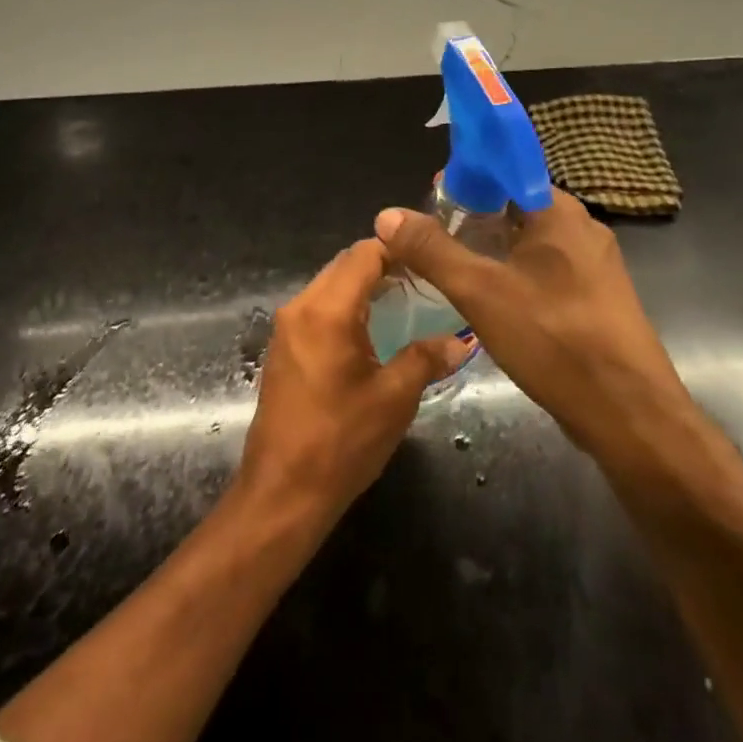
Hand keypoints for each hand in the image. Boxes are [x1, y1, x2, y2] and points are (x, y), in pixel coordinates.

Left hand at [236, 241, 472, 528]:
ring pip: (329, 284)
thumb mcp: (394, 399)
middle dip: (382, 266)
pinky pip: (317, 307)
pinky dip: (344, 306)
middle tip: (423, 281)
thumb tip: (460, 341)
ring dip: (362, 286)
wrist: (282, 492)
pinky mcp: (282, 347)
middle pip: (344, 265)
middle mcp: (300, 307)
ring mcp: (286, 326)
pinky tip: (371, 330)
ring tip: (403, 303)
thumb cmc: (341, 442)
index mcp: (326, 310)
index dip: (398, 250)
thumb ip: (426, 359)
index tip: (430, 260)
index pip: (364, 254)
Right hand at [374, 189, 701, 467]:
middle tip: (433, 239)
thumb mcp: (480, 291)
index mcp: (559, 211)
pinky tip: (491, 302)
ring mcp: (594, 267)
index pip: (506, 170)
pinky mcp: (597, 300)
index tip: (431, 199)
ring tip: (453, 270)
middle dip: (473, 217)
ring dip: (492, 249)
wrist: (630, 416)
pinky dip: (514, 274)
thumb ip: (431, 250)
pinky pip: (546, 271)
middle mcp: (581, 228)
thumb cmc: (554, 339)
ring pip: (530, 242)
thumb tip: (387, 214)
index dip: (466, 177)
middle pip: (515, 206)